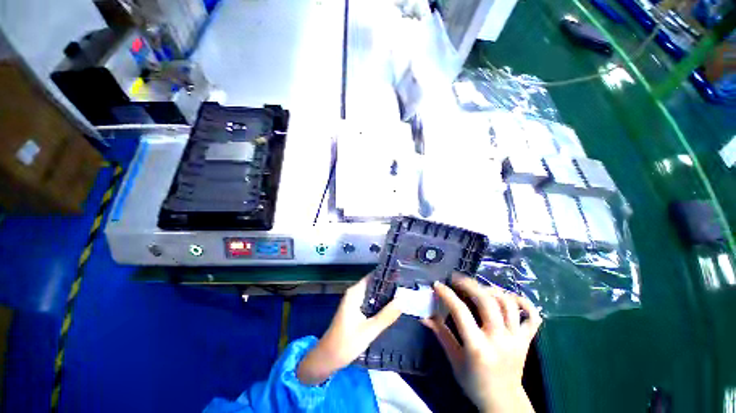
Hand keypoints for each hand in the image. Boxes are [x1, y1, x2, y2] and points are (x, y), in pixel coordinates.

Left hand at [297, 276, 400, 384]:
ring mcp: (354, 301)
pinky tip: (391, 308)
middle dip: (388, 286)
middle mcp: (354, 293)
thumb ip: (386, 315)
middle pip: (373, 284)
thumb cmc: (346, 343)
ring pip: (372, 293)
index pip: (373, 277)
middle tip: (405, 289)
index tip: (401, 277)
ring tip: (402, 296)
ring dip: (384, 295)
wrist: (326, 359)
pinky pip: (370, 301)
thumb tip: (402, 300)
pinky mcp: (355, 310)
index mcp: (355, 292)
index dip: (386, 276)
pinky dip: (379, 303)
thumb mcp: (369, 330)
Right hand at [422, 275, 541, 412]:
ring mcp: (517, 339)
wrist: (503, 403)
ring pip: (508, 304)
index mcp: (478, 347)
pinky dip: (524, 303)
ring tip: (477, 287)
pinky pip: (532, 316)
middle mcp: (499, 339)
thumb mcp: (454, 360)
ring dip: (491, 290)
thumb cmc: (474, 383)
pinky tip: (509, 297)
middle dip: (469, 285)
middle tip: (456, 279)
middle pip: (487, 302)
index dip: (447, 295)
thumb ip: (440, 334)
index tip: (437, 285)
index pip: (460, 312)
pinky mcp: (527, 340)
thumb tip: (424, 316)